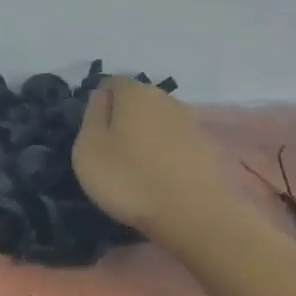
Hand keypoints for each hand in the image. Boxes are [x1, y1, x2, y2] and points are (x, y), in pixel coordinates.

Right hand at [71, 77, 241, 248]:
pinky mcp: (207, 147)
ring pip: (159, 121)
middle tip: (110, 150)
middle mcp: (166, 98)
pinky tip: (158, 176)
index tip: (92, 130)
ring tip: (134, 166)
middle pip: (138, 100)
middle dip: (124, 118)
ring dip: (146, 136)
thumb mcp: (89, 149)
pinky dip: (165, 153)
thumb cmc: (129, 178)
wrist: (193, 213)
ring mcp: (191, 122)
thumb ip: (92, 116)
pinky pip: (176, 142)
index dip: (100, 102)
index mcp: (135, 93)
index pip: (113, 82)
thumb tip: (101, 96)